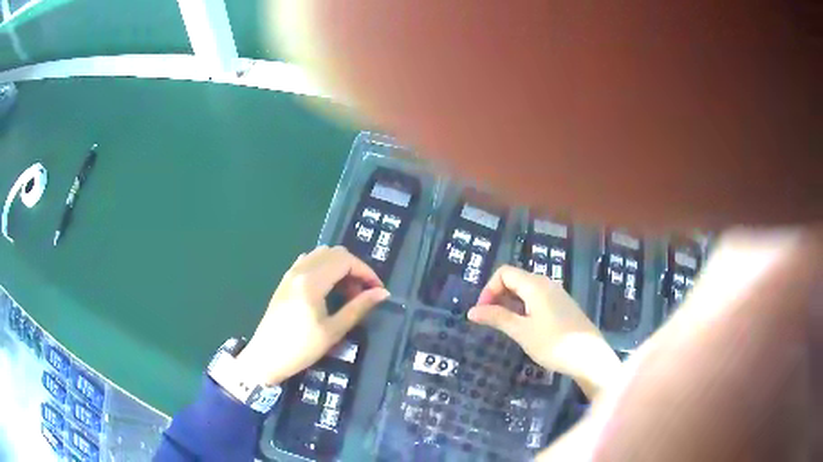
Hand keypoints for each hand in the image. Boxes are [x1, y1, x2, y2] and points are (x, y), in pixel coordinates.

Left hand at [235, 246, 388, 385]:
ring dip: (339, 267)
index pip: (345, 260)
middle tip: (363, 293)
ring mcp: (290, 274)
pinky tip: (328, 290)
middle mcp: (300, 270)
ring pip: (321, 255)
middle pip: (334, 253)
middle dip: (354, 268)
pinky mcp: (285, 281)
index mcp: (312, 281)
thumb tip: (382, 293)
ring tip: (347, 293)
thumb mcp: (333, 331)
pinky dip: (324, 268)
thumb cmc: (301, 348)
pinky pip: (308, 262)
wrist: (266, 357)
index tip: (377, 290)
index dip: (366, 271)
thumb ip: (358, 308)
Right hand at [468, 265, 619, 397]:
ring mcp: (556, 294)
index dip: (489, 289)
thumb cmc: (553, 344)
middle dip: (498, 296)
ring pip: (526, 290)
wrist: (589, 357)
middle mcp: (546, 283)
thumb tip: (472, 311)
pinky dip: (523, 308)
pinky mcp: (562, 306)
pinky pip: (537, 299)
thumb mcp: (522, 332)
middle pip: (515, 279)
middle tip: (490, 321)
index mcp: (535, 285)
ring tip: (505, 326)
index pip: (504, 273)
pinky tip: (524, 327)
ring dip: (510, 303)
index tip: (483, 312)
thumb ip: (497, 318)